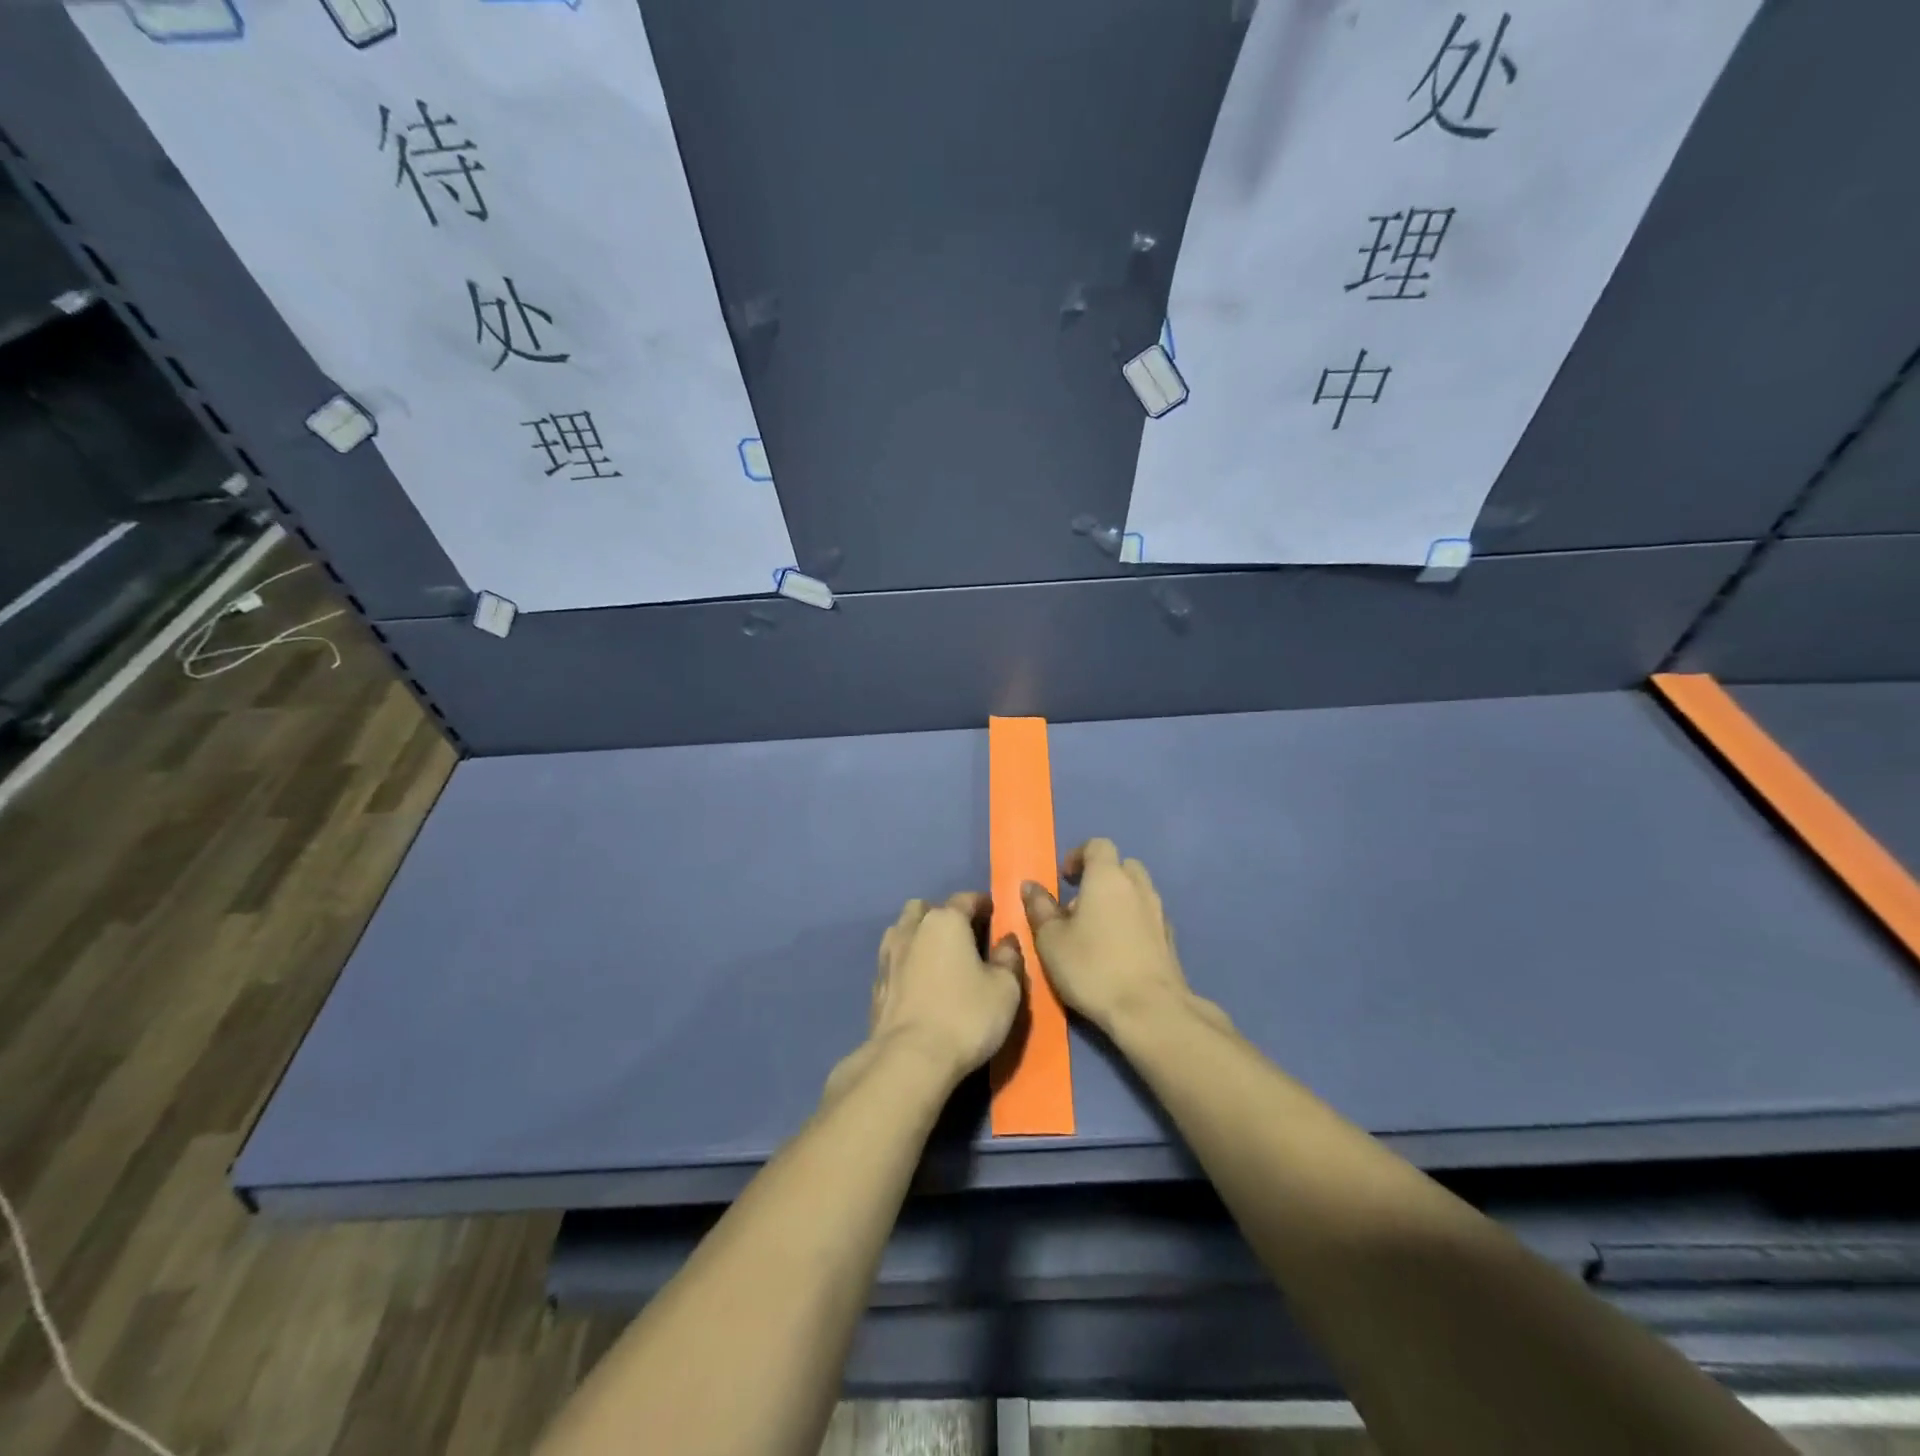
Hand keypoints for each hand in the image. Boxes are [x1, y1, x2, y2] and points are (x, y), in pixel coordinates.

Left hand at [862, 892, 1023, 1088]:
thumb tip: (1006, 942)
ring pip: (903, 930)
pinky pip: (893, 960)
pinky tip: (918, 983)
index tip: (993, 913)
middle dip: (942, 915)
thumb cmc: (965, 1016)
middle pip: (925, 909)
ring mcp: (888, 956)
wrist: (909, 1059)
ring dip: (919, 936)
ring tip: (937, 957)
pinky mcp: (876, 984)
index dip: (982, 904)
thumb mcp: (1005, 990)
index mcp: (945, 921)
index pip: (966, 899)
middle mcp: (912, 929)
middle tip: (962, 936)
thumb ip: (1009, 959)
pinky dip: (906, 963)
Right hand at [1021, 839, 1192, 1036]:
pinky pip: (1148, 916)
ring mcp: (1159, 912)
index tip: (1065, 878)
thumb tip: (1030, 886)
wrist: (1150, 1010)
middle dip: (1101, 877)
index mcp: (1107, 877)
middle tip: (1080, 904)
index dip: (1079, 856)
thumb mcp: (1051, 940)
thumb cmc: (1093, 967)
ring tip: (1097, 930)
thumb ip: (1039, 908)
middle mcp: (1138, 886)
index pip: (1098, 845)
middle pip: (1122, 865)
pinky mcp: (1170, 939)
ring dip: (1118, 900)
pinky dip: (1133, 922)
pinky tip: (1119, 950)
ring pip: (1137, 891)